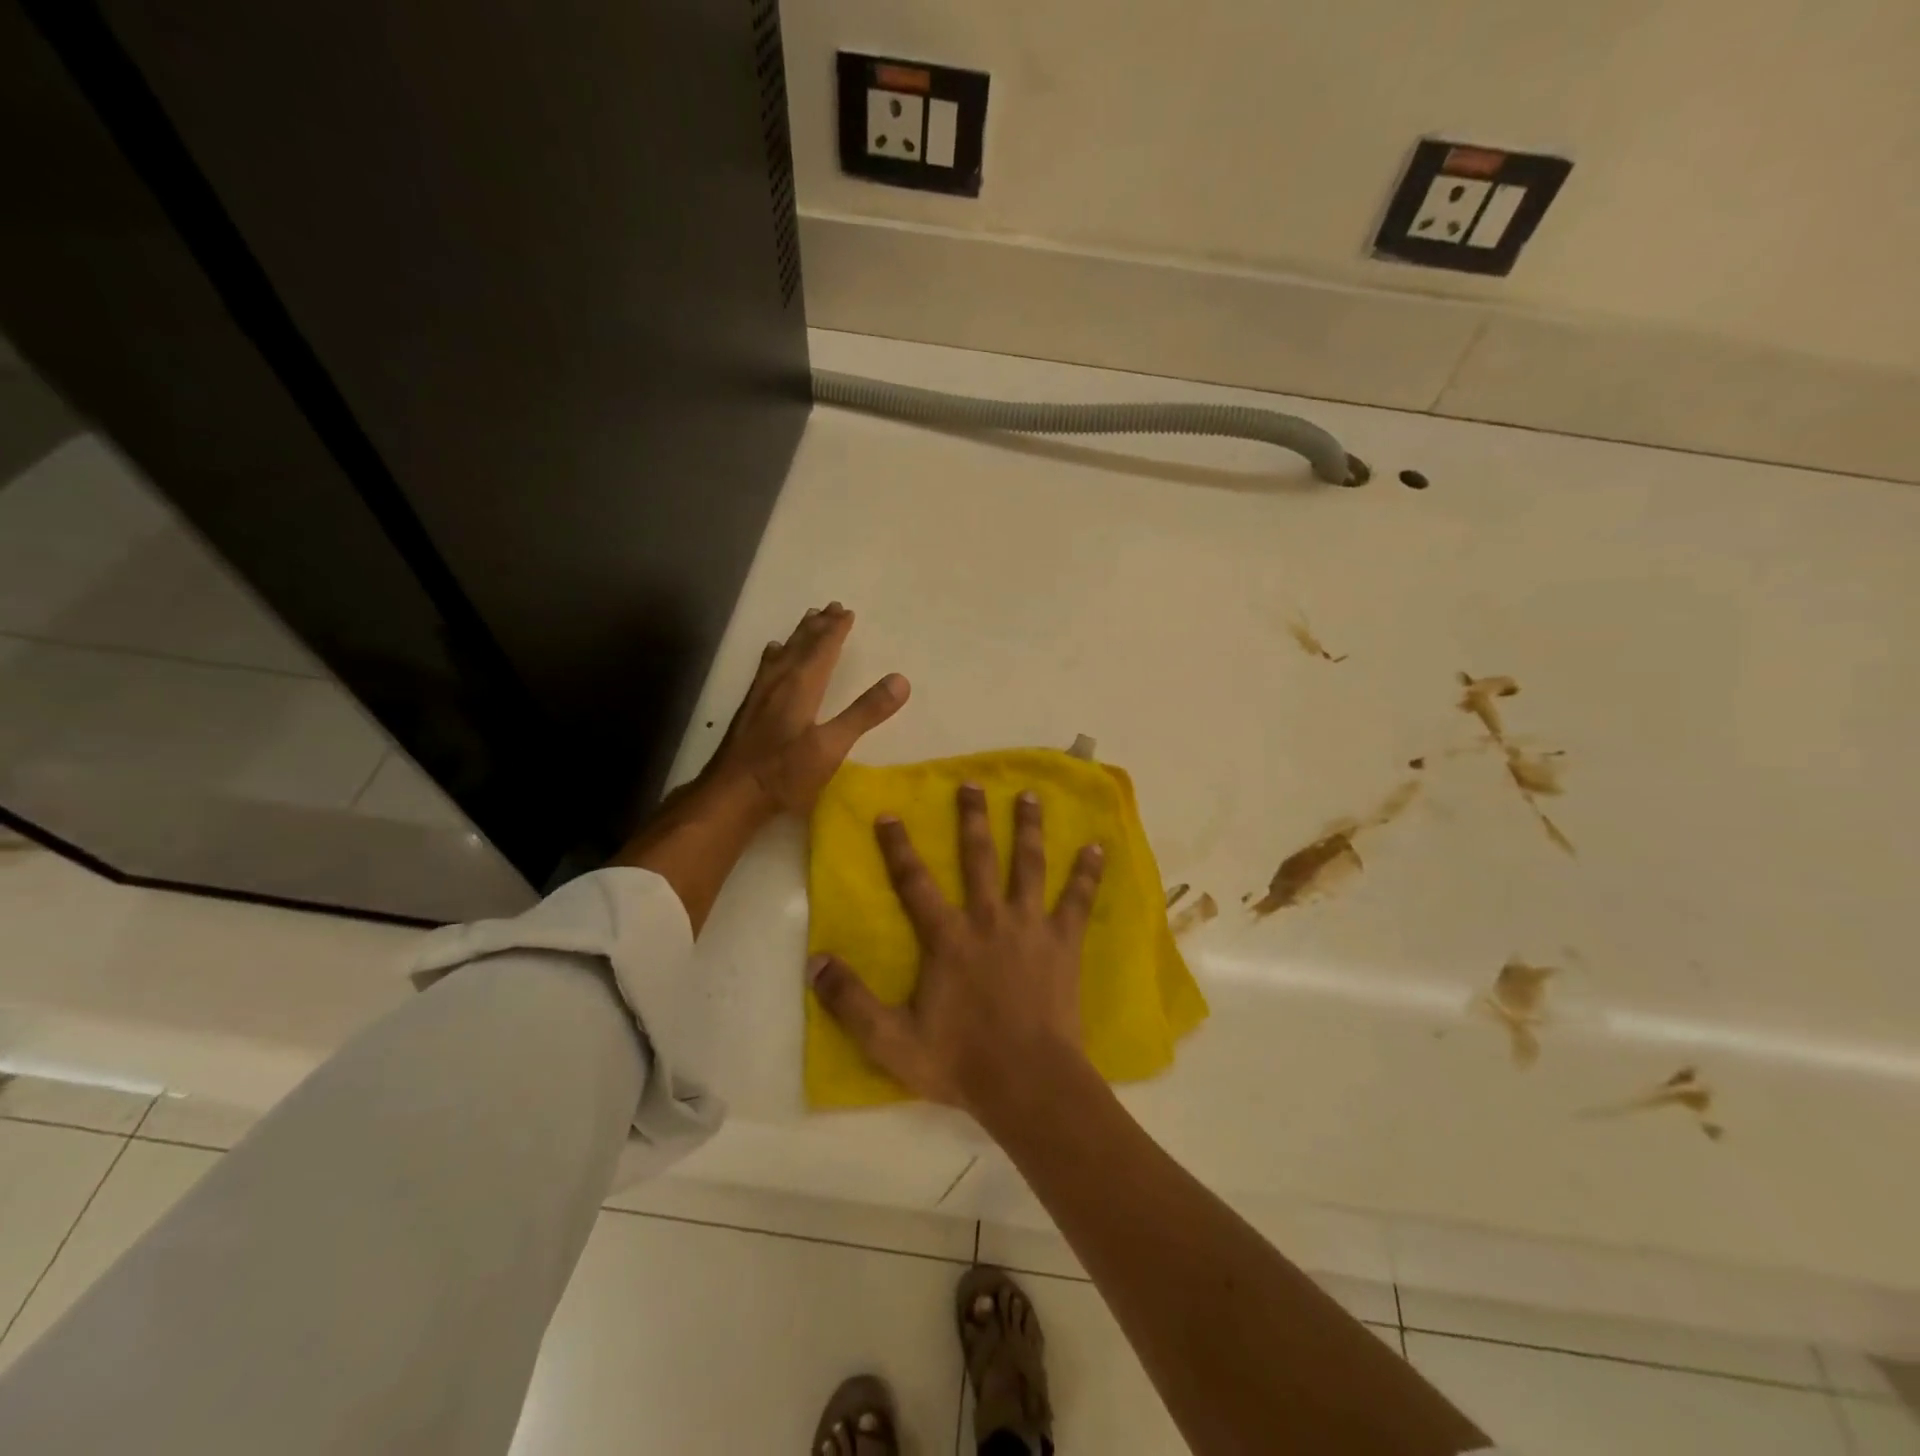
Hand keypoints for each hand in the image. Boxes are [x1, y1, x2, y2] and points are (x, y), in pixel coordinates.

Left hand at [704, 601, 909, 816]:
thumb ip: (864, 713)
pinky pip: (766, 669)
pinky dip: (774, 655)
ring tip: (807, 619)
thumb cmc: (784, 773)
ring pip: (782, 655)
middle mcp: (779, 683)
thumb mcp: (831, 746)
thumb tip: (901, 680)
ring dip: (798, 636)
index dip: (836, 631)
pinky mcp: (749, 710)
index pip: (822, 650)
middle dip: (818, 627)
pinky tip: (772, 654)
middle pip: (801, 647)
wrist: (730, 795)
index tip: (847, 612)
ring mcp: (760, 696)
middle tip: (831, 607)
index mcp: (800, 687)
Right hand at [809, 783, 1105, 1120]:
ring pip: (1028, 865)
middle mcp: (988, 919)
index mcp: (948, 938)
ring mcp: (1030, 927)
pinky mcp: (1063, 942)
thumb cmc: (960, 1062)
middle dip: (972, 818)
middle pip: (978, 858)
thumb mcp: (891, 1040)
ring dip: (1028, 828)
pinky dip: (1087, 874)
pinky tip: (1097, 848)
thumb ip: (850, 1001)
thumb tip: (816, 961)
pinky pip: (1078, 900)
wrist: (1028, 1084)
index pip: (914, 882)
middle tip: (971, 783)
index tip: (889, 813)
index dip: (898, 847)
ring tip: (1029, 795)